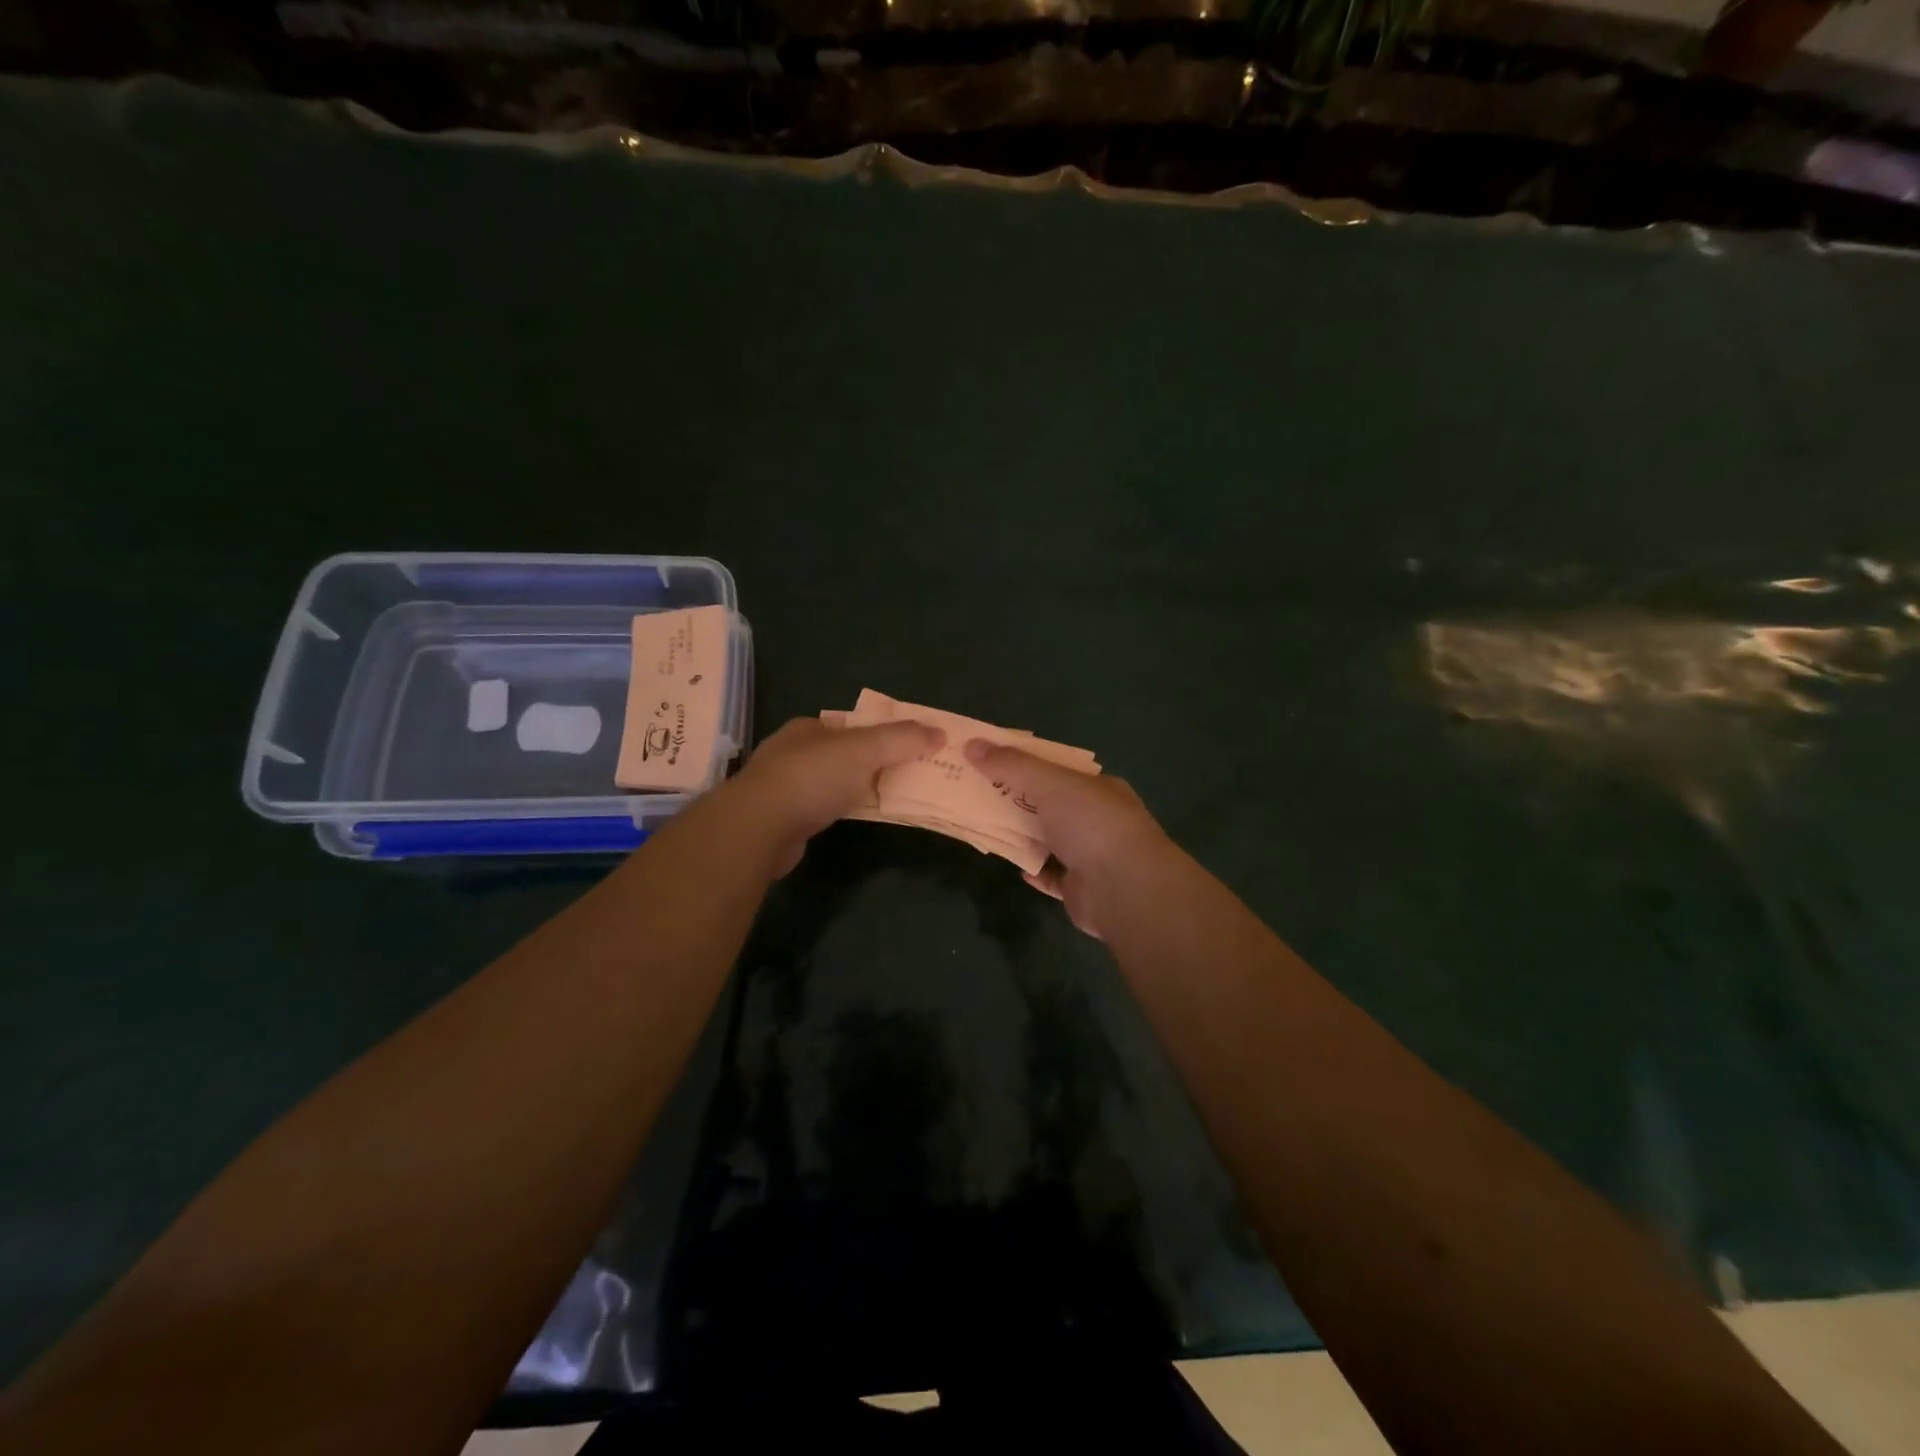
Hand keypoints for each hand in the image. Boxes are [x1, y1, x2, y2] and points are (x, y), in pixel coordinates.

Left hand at [728, 715, 944, 876]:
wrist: (760, 827)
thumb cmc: (812, 777)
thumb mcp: (866, 749)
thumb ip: (902, 739)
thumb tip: (939, 732)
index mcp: (808, 728)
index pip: (850, 725)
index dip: (878, 734)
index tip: (905, 749)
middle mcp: (791, 752)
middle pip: (840, 754)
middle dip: (868, 763)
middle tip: (903, 777)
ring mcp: (782, 787)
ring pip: (829, 783)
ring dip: (853, 789)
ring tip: (885, 800)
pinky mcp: (780, 819)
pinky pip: (819, 809)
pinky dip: (837, 812)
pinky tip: (852, 821)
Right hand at [963, 740, 1172, 938]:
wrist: (1124, 890)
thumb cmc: (1091, 824)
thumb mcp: (1049, 782)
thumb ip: (1011, 765)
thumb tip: (972, 744)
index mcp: (1098, 788)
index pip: (1058, 769)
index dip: (1026, 763)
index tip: (992, 761)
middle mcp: (1097, 818)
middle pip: (1050, 804)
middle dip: (1017, 799)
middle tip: (978, 793)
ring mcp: (1091, 855)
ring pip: (1049, 840)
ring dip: (1022, 835)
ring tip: (986, 827)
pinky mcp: (1081, 888)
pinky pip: (1051, 875)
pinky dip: (1033, 869)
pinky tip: (1015, 866)